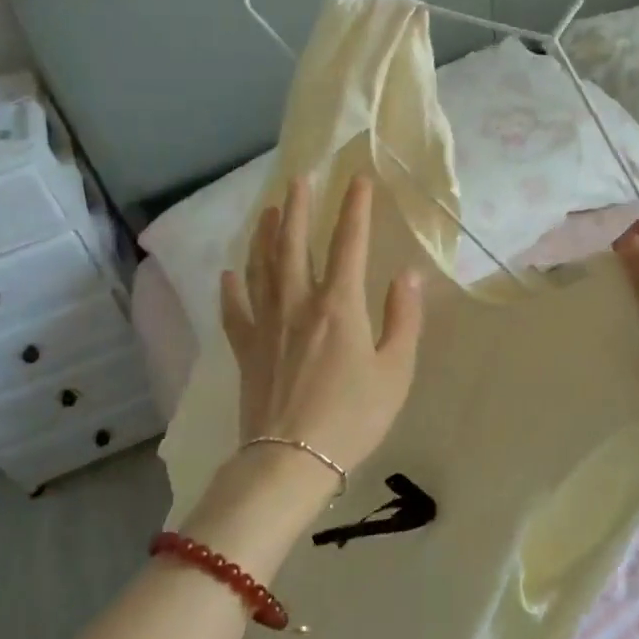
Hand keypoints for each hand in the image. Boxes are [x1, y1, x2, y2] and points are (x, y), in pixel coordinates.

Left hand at [220, 175, 423, 476]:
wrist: (292, 460)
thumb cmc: (353, 416)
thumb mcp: (395, 371)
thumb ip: (403, 319)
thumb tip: (408, 275)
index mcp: (340, 305)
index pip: (349, 243)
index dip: (354, 208)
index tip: (356, 178)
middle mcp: (299, 303)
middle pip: (294, 244)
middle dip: (299, 208)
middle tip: (299, 178)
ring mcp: (267, 324)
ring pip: (262, 267)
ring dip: (265, 235)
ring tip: (269, 210)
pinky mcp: (246, 348)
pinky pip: (235, 309)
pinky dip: (232, 287)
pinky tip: (231, 272)